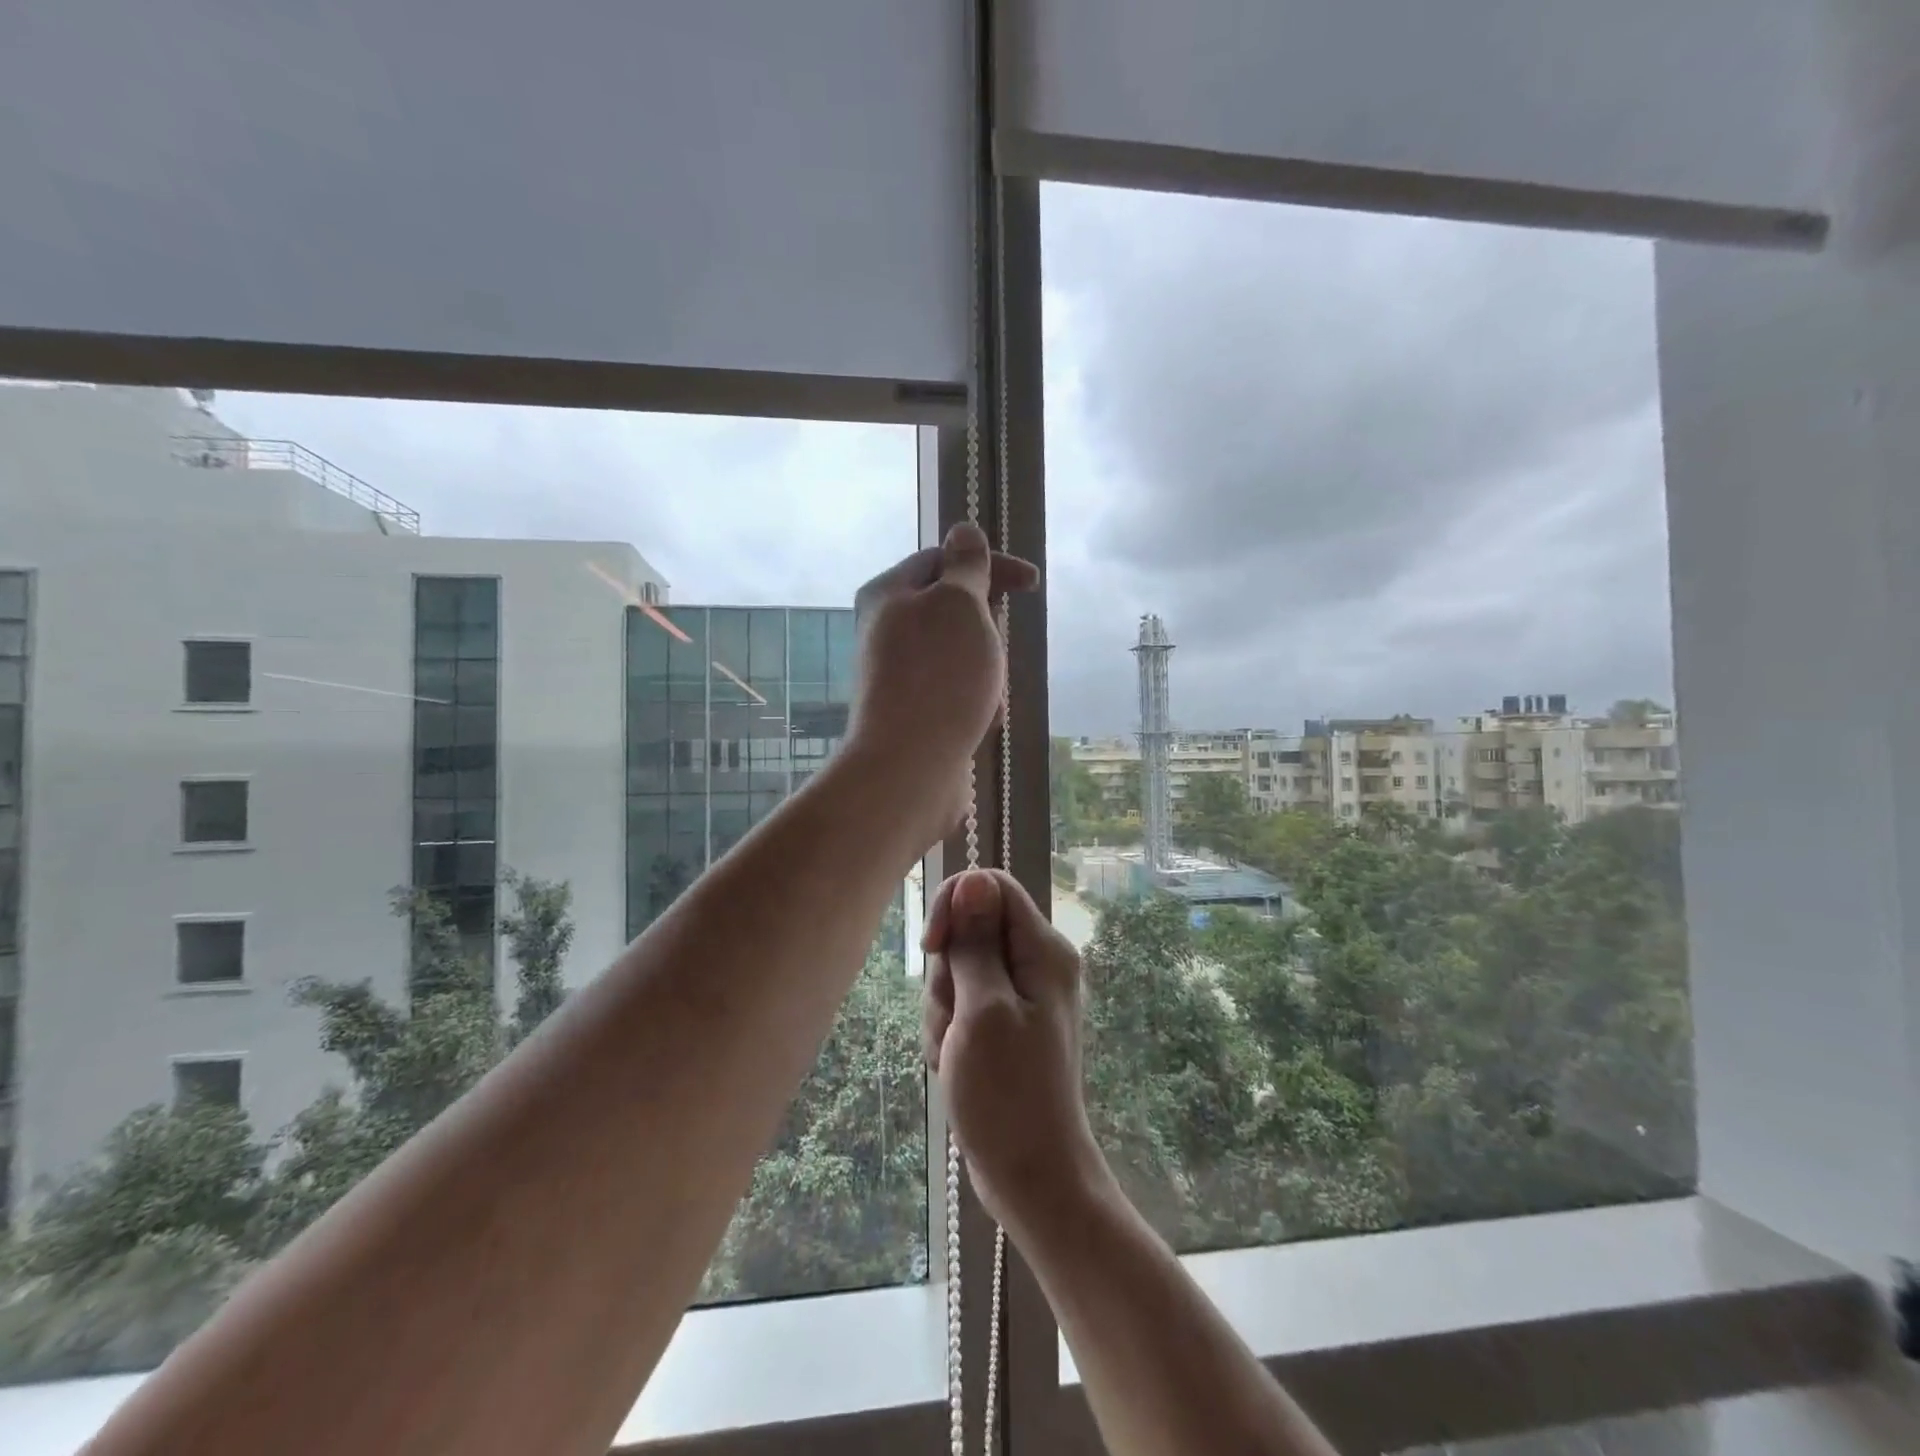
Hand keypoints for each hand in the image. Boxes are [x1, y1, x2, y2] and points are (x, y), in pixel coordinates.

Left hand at [845, 524, 1038, 846]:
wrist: (909, 766)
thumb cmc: (939, 674)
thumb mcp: (960, 603)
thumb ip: (965, 565)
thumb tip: (962, 528)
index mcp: (887, 593)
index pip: (944, 558)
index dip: (991, 564)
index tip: (1033, 585)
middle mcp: (884, 629)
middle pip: (951, 609)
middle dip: (987, 627)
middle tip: (995, 649)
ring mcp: (896, 673)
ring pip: (959, 653)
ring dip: (984, 668)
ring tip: (986, 693)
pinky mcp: (911, 710)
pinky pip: (954, 690)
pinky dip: (974, 698)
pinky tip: (978, 720)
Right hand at [922, 869, 1112, 1238]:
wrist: (1032, 1176)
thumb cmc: (1008, 1095)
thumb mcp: (983, 1010)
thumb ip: (976, 943)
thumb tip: (974, 879)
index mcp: (1044, 950)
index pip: (991, 887)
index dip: (954, 906)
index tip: (932, 947)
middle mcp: (1037, 963)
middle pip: (970, 930)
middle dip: (947, 972)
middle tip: (956, 1019)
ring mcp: (1020, 994)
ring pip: (959, 969)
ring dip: (944, 1008)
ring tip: (955, 1050)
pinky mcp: (1004, 1022)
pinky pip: (962, 1002)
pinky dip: (949, 1029)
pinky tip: (954, 1063)